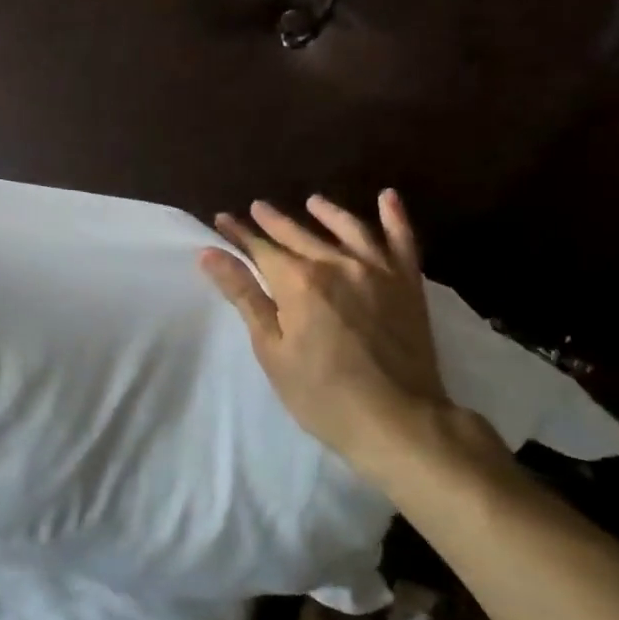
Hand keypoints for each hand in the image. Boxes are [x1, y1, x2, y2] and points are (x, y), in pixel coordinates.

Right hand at [201, 190, 456, 480]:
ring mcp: (377, 271)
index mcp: (298, 281)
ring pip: (348, 228)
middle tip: (256, 208)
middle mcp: (336, 264)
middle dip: (273, 221)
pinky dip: (395, 217)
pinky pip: (401, 241)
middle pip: (298, 234)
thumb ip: (244, 296)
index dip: (239, 234)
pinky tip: (387, 198)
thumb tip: (210, 254)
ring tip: (312, 202)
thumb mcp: (271, 348)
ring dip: (326, 212)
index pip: (260, 248)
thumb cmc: (321, 393)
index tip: (222, 220)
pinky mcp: (408, 284)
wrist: (398, 421)